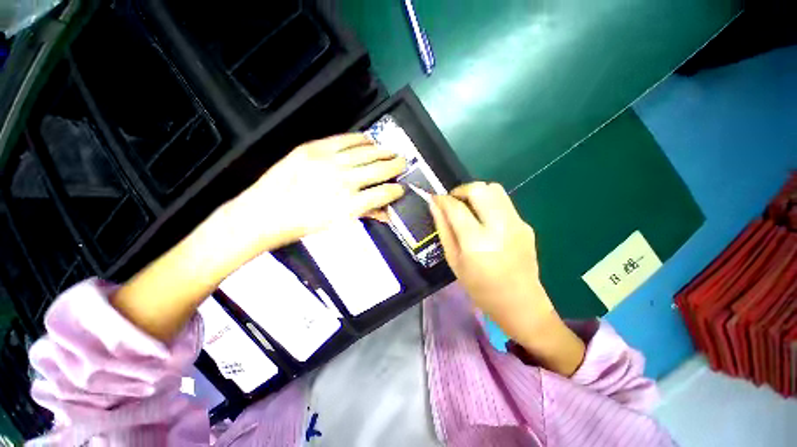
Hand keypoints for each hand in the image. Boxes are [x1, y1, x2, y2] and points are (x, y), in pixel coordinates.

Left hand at [231, 133, 406, 248]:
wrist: (266, 212)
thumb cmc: (303, 224)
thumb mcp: (337, 224)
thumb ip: (364, 214)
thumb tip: (385, 212)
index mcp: (349, 205)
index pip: (383, 194)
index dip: (396, 191)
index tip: (401, 189)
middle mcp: (343, 181)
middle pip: (379, 169)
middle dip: (396, 166)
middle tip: (403, 163)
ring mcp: (329, 162)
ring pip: (367, 152)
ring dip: (383, 151)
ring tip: (392, 150)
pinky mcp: (314, 148)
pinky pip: (346, 139)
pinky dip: (361, 139)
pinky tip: (370, 140)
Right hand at [430, 182, 584, 375]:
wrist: (521, 303)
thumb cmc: (480, 287)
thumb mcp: (454, 260)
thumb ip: (443, 229)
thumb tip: (434, 205)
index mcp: (477, 241)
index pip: (456, 207)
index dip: (442, 199)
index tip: (435, 198)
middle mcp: (500, 227)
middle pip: (480, 189)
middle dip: (461, 190)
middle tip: (453, 202)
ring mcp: (517, 224)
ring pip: (495, 189)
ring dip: (477, 193)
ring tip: (469, 208)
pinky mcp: (526, 225)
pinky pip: (504, 203)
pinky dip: (490, 204)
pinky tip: (486, 222)